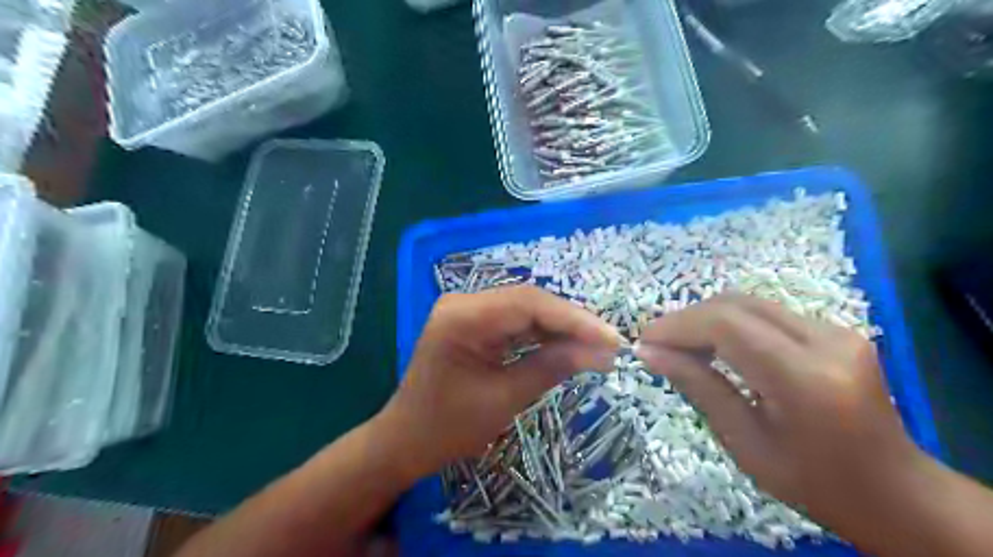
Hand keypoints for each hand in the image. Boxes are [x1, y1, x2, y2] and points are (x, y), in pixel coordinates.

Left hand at [375, 286, 618, 479]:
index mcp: (463, 317)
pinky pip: (515, 321)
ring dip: (561, 327)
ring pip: (526, 309)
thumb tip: (601, 352)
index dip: (575, 319)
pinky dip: (543, 334)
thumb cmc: (448, 427)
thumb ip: (552, 367)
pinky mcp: (473, 322)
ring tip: (596, 346)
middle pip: (529, 301)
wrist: (406, 440)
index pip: (529, 304)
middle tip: (609, 344)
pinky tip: (567, 345)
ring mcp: (467, 310)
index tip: (611, 339)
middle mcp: (464, 302)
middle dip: (572, 322)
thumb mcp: (505, 399)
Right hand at [631, 295, 927, 535]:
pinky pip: (766, 313)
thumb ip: (697, 387)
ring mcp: (836, 330)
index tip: (644, 341)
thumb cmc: (814, 483)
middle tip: (657, 344)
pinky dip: (730, 322)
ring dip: (706, 318)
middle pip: (735, 304)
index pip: (726, 325)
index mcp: (806, 379)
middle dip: (687, 319)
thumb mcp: (745, 443)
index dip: (677, 326)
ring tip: (679, 345)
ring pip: (749, 303)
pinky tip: (714, 345)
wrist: (895, 491)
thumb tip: (648, 352)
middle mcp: (827, 341)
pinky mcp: (835, 329)